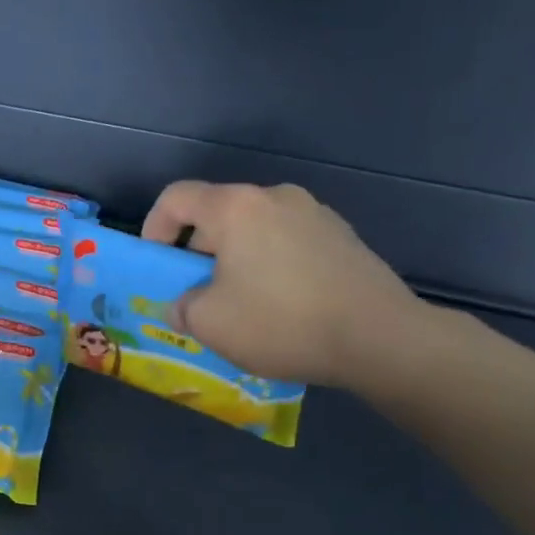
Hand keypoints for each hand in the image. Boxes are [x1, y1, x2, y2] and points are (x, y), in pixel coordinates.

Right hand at [141, 181, 429, 389]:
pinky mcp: (342, 237)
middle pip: (218, 213)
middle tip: (196, 293)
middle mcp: (275, 198)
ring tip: (240, 302)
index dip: (154, 226)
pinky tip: (282, 305)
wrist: (379, 337)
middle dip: (197, 251)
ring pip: (255, 229)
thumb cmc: (281, 322)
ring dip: (235, 258)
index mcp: (236, 208)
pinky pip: (288, 242)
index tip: (156, 262)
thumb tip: (183, 306)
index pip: (177, 197)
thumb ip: (182, 308)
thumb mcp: (210, 323)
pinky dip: (270, 264)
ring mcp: (315, 214)